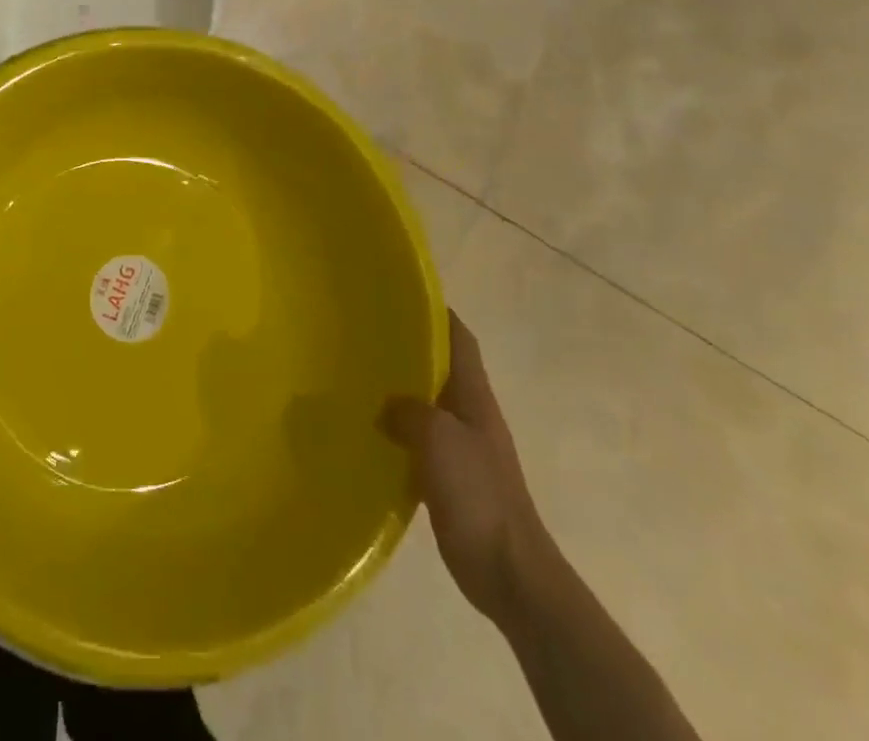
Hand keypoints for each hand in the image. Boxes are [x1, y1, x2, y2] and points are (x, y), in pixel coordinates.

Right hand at [383, 312, 547, 623]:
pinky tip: (369, 435)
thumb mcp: (438, 438)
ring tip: (358, 380)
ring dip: (400, 392)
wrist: (510, 573)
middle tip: (365, 335)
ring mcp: (464, 448)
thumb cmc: (478, 495)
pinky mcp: (452, 480)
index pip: (459, 339)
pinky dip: (398, 431)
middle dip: (410, 349)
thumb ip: (408, 411)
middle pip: (441, 368)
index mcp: (474, 396)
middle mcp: (471, 414)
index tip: (400, 295)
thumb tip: (386, 407)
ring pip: (428, 404)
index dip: (437, 313)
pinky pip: (420, 441)